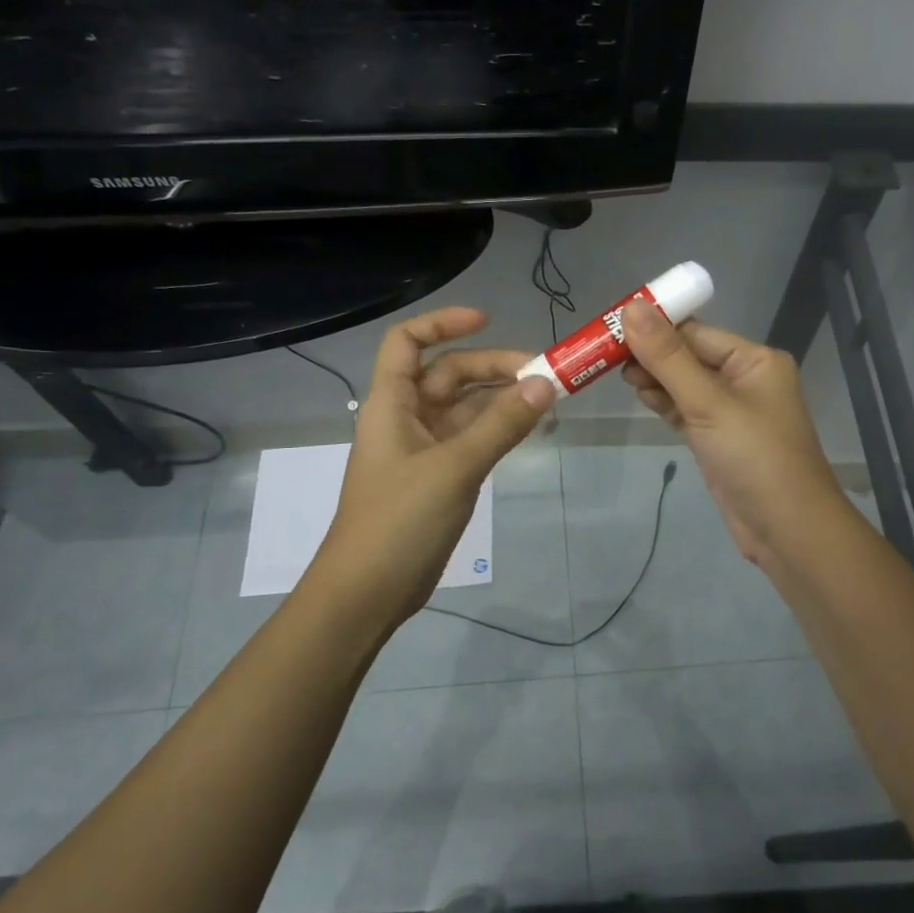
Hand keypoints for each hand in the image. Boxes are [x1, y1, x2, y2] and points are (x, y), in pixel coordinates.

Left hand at [311, 307, 555, 625]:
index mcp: (392, 403)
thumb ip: (501, 425)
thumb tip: (546, 383)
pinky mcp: (437, 478)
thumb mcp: (454, 467)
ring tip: (546, 399)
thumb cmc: (399, 520)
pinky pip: (470, 440)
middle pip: (448, 374)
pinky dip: (497, 430)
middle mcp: (405, 418)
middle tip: (543, 375)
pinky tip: (528, 430)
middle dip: (492, 367)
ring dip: (500, 400)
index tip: (487, 320)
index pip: (407, 342)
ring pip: (464, 409)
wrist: (367, 592)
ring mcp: (422, 450)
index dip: (443, 323)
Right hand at [619, 301, 847, 568]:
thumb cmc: (755, 458)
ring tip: (615, 374)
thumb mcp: (708, 403)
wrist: (787, 531)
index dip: (654, 326)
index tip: (610, 325)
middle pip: (687, 355)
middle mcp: (744, 379)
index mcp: (754, 360)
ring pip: (683, 383)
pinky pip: (685, 409)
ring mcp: (730, 411)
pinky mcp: (717, 438)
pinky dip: (662, 402)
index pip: (695, 331)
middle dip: (649, 353)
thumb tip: (631, 307)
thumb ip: (668, 357)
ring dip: (653, 378)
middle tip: (603, 354)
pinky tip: (639, 395)